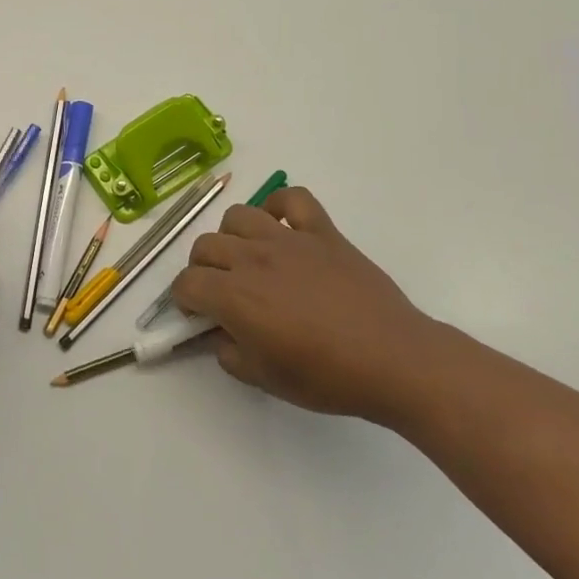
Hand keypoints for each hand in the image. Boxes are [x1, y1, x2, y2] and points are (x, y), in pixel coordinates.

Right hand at [169, 187, 441, 420]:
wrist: (393, 360)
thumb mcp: (265, 379)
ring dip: (231, 236)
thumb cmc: (327, 377)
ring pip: (238, 215)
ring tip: (246, 256)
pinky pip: (292, 198)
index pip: (186, 283)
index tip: (196, 313)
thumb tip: (222, 334)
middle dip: (202, 269)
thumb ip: (230, 353)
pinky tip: (281, 225)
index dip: (184, 299)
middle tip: (221, 290)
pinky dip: (279, 205)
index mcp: (234, 296)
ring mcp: (288, 239)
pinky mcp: (321, 231)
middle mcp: (252, 258)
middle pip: (205, 246)